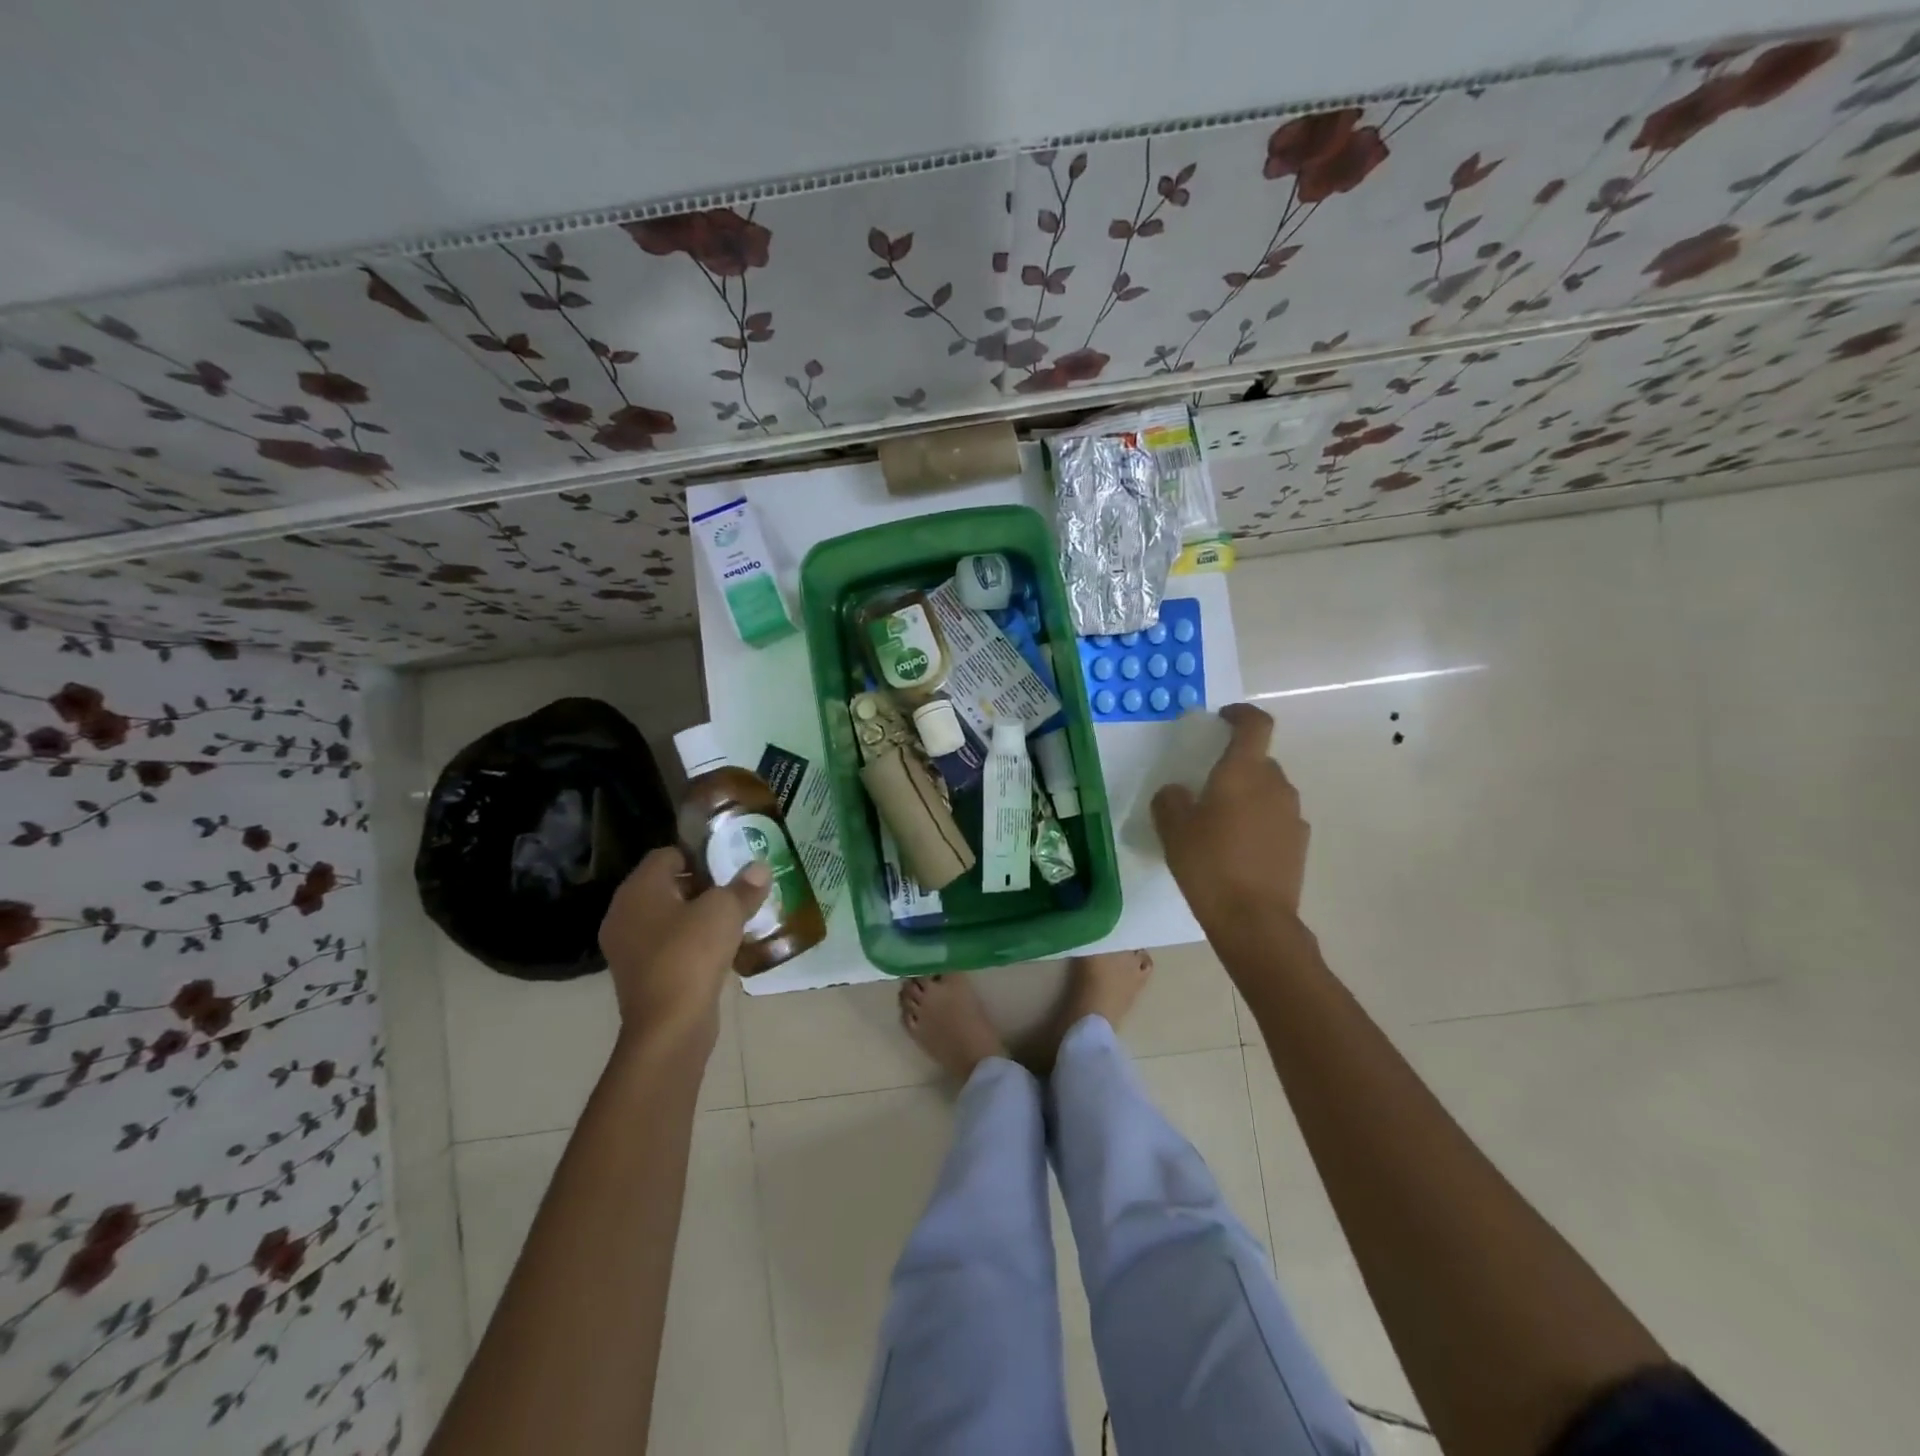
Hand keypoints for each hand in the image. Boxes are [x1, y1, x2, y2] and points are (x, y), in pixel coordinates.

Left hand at [598, 848, 770, 1038]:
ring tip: (733, 919)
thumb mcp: (725, 912)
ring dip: (698, 916)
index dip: (699, 855)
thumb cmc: (691, 954)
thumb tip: (759, 868)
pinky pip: (668, 945)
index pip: (667, 855)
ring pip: (668, 918)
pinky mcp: (639, 975)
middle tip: (736, 891)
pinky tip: (720, 949)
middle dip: (702, 885)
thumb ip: (743, 886)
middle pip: (666, 886)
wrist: (669, 1026)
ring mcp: (628, 947)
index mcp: (638, 889)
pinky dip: (690, 943)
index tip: (730, 865)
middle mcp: (624, 913)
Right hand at [1151, 703, 1308, 929]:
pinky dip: (1259, 822)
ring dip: (1248, 796)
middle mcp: (1275, 785)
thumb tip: (1178, 792)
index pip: (1255, 724)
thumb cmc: (1209, 864)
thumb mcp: (1173, 829)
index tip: (1222, 718)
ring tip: (1221, 823)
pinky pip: (1276, 818)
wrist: (1254, 919)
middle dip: (1235, 765)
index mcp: (1244, 772)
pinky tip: (1238, 849)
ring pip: (1268, 791)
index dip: (1240, 714)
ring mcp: (1293, 815)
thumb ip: (1171, 799)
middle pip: (1258, 760)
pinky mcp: (1299, 843)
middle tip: (1207, 786)